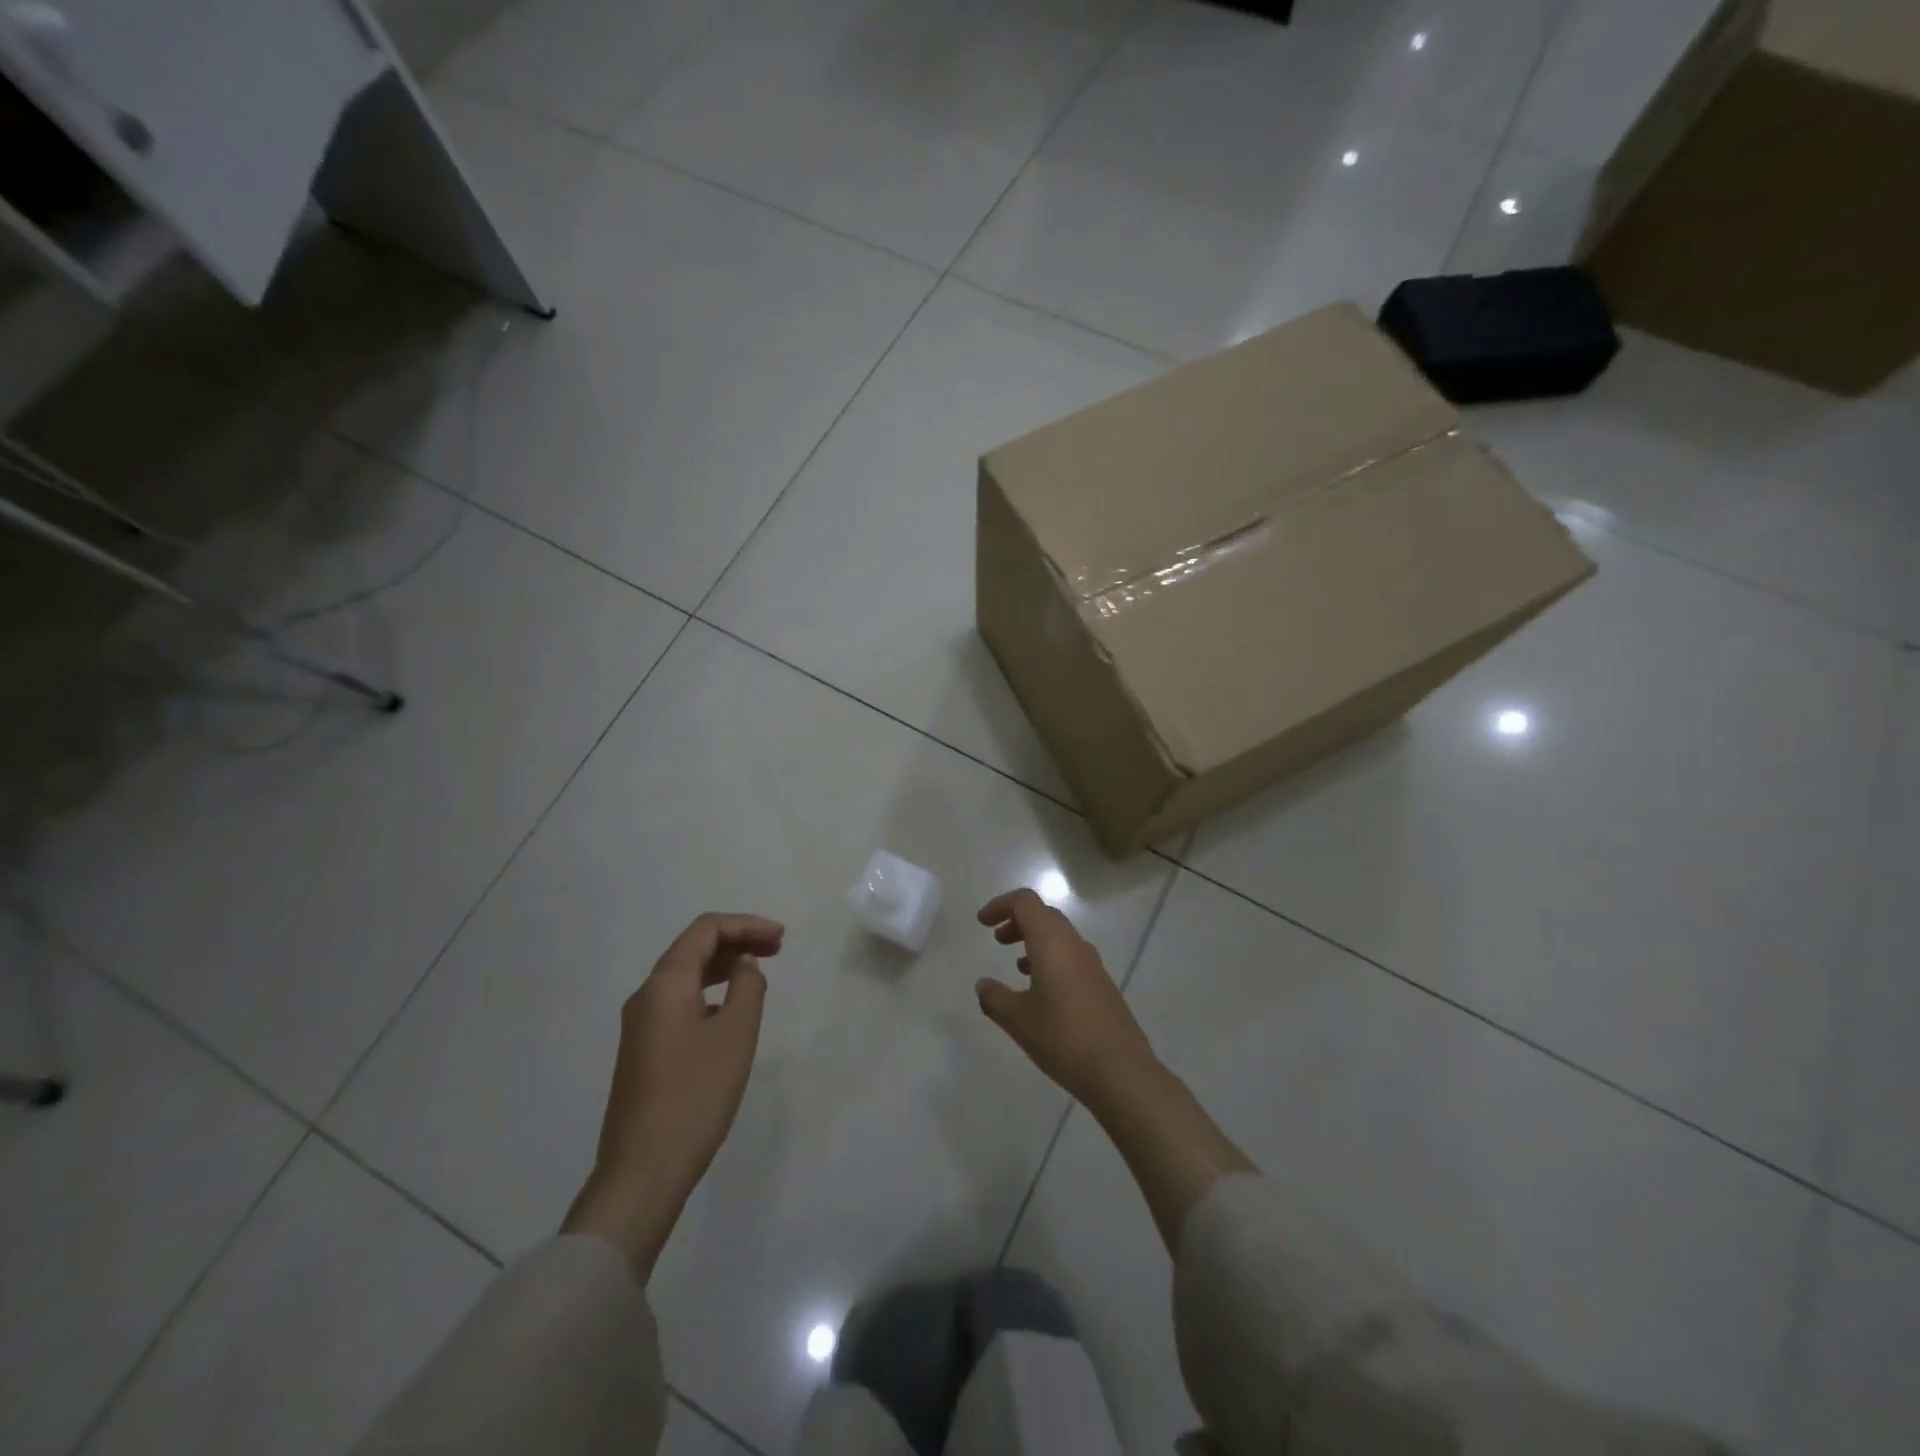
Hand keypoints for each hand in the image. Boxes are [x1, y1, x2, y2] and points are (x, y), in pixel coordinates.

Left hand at [563, 912, 783, 1280]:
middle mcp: (646, 996)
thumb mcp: (736, 1035)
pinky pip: (678, 1002)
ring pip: (685, 976)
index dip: (746, 925)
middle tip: (777, 949)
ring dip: (723, 966)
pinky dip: (709, 991)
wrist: (643, 1170)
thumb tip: (745, 965)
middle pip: (692, 948)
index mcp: (665, 984)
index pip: (705, 930)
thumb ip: (747, 988)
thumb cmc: (696, 1094)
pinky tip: (731, 1010)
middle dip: (736, 941)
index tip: (780, 937)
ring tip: (759, 974)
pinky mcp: (642, 1051)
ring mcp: (640, 1025)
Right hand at [974, 889, 1159, 1108]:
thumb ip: (995, 998)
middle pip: (1044, 915)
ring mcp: (1092, 964)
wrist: (1120, 1071)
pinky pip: (1071, 956)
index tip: (982, 923)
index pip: (1025, 902)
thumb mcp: (1018, 1020)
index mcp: (1052, 942)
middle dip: (1018, 921)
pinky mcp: (1102, 984)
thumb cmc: (1062, 1038)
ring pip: (1059, 936)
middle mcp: (1074, 944)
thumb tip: (983, 985)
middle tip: (997, 939)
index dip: (1001, 905)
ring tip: (1015, 964)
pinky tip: (1041, 990)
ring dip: (1035, 940)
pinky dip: (1051, 959)